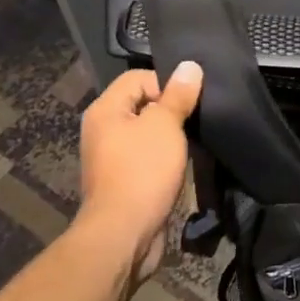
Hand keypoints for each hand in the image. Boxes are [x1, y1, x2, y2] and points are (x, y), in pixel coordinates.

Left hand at [74, 61, 202, 283]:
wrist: (123, 234)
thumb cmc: (142, 172)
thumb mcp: (165, 126)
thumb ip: (178, 95)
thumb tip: (190, 66)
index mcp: (105, 110)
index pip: (138, 77)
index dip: (167, 84)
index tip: (190, 101)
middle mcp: (103, 129)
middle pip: (143, 104)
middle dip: (171, 110)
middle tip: (196, 119)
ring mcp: (111, 157)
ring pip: (147, 133)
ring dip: (170, 137)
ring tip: (193, 142)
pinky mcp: (123, 180)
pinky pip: (147, 157)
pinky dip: (165, 158)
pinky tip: (183, 165)